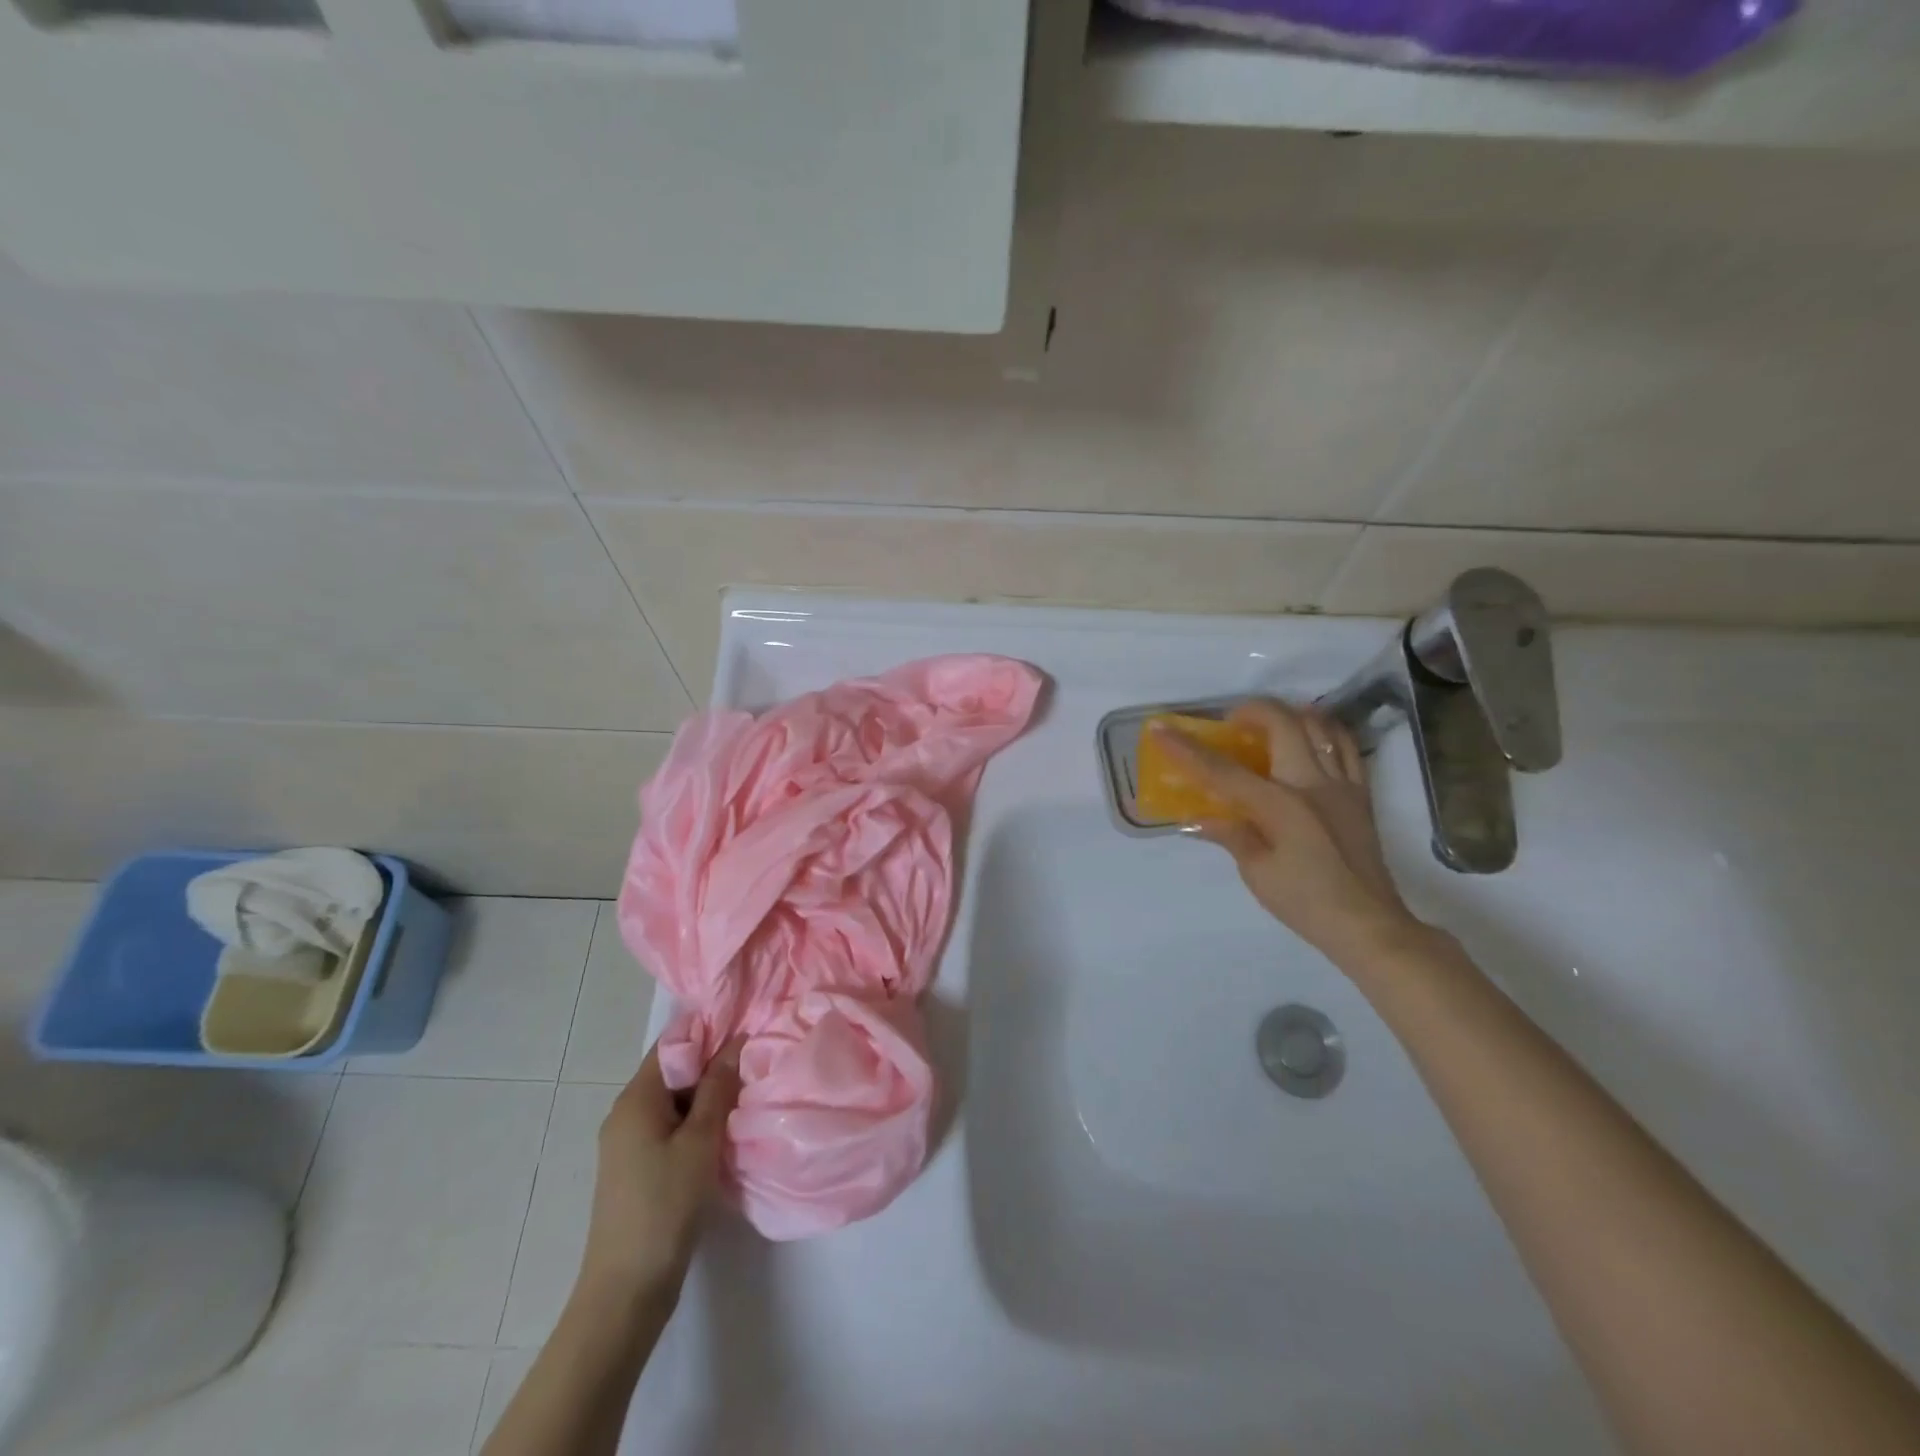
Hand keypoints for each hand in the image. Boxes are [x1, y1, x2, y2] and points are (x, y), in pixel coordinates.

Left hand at [576, 1041, 741, 1306]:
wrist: (626, 1290)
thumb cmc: (664, 1205)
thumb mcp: (700, 1141)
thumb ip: (719, 1088)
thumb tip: (736, 1041)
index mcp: (635, 1099)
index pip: (672, 1045)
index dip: (708, 1032)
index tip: (746, 1029)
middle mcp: (627, 1113)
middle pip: (674, 1072)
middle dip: (713, 1065)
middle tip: (756, 1061)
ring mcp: (630, 1143)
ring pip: (676, 1102)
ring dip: (708, 1096)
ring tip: (749, 1092)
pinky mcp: (639, 1168)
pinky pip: (672, 1128)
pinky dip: (698, 1122)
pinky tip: (727, 1131)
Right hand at [1150, 700, 1427, 970]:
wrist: (1368, 925)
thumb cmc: (1306, 902)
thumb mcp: (1257, 873)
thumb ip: (1230, 834)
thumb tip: (1200, 817)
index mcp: (1279, 805)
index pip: (1222, 770)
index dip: (1186, 748)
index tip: (1160, 728)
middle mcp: (1312, 783)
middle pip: (1281, 723)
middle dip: (1250, 711)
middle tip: (1231, 724)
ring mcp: (1341, 784)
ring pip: (1319, 725)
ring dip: (1289, 715)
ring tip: (1268, 726)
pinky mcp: (1361, 794)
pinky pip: (1347, 746)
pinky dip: (1325, 732)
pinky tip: (1310, 740)